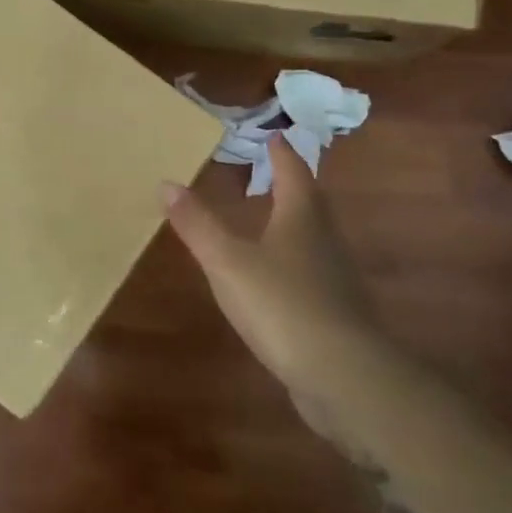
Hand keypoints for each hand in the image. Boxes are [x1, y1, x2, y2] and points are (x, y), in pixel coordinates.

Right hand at [162, 134, 379, 396]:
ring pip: (313, 239)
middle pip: (310, 203)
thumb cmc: (283, 304)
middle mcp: (324, 241)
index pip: (293, 172)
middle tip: (272, 170)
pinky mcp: (336, 315)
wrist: (344, 377)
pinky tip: (278, 279)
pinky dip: (294, 264)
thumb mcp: (228, 261)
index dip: (282, 153)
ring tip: (270, 219)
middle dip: (292, 184)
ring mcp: (335, 280)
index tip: (275, 135)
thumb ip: (198, 224)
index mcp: (301, 218)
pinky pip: (312, 275)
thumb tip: (167, 183)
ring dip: (294, 224)